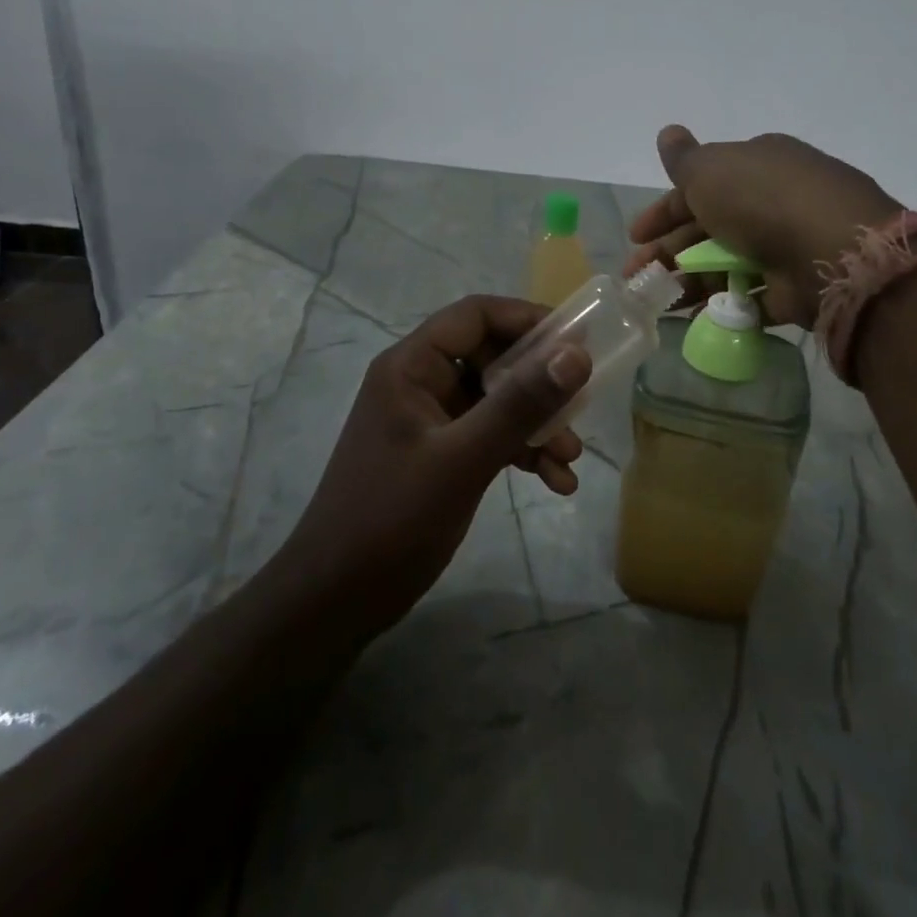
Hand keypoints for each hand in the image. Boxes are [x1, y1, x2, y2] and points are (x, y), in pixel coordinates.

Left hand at [272, 295, 591, 636]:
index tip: (578, 339)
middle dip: (539, 384)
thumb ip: (519, 405)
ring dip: (537, 424)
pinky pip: (490, 435)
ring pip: (496, 400)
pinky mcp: (439, 454)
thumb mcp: (463, 460)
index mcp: (411, 366)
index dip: (528, 319)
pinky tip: (556, 482)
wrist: (335, 601)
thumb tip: (576, 353)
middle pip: (492, 357)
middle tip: (580, 405)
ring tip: (570, 459)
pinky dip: (522, 451)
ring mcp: (429, 420)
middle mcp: (420, 382)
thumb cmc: (392, 519)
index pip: (475, 315)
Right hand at [625, 126, 902, 328]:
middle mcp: (772, 201)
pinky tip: (692, 315)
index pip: (700, 185)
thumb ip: (684, 158)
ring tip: (659, 301)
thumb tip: (667, 132)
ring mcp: (785, 245)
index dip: (663, 210)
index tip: (635, 236)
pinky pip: (749, 295)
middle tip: (636, 276)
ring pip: (724, 263)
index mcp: (756, 165)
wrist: (830, 251)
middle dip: (668, 251)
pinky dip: (721, 304)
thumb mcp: (711, 170)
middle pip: (708, 228)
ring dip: (688, 280)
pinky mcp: (794, 287)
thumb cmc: (761, 201)